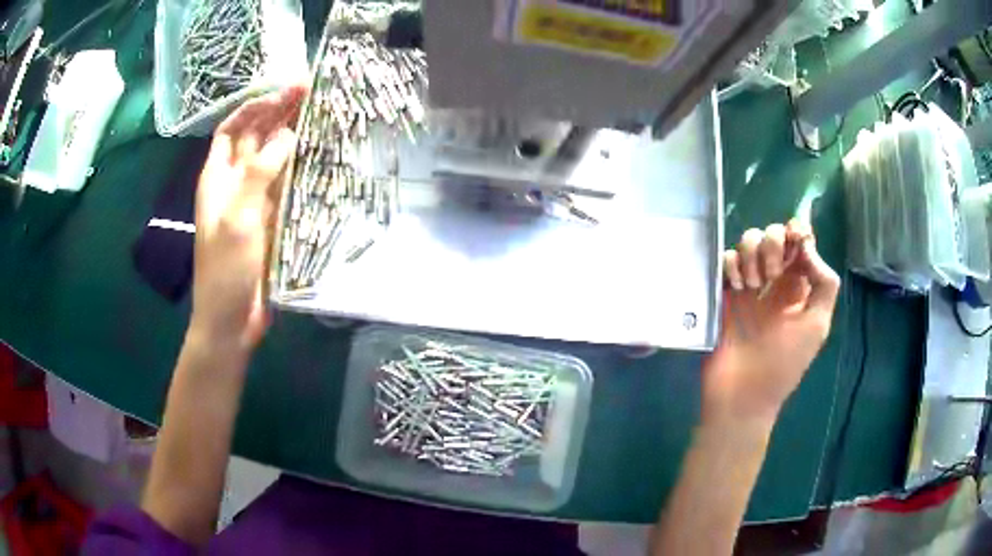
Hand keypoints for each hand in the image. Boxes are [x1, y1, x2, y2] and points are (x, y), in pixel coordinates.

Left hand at [190, 85, 305, 352]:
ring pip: (274, 158)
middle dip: (279, 112)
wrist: (231, 319)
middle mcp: (235, 183)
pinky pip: (287, 184)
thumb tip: (287, 133)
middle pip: (256, 138)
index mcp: (217, 178)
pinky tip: (319, 155)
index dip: (255, 107)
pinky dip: (301, 166)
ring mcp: (255, 201)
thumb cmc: (225, 270)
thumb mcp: (237, 218)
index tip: (284, 91)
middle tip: (311, 91)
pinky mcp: (272, 219)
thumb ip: (259, 173)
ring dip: (293, 135)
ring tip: (320, 113)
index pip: (233, 129)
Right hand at [703, 220, 840, 426]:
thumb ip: (823, 283)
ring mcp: (748, 286)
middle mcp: (775, 280)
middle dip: (773, 243)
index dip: (797, 231)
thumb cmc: (784, 364)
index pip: (799, 242)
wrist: (742, 394)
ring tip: (753, 286)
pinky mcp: (723, 293)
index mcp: (799, 286)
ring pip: (748, 242)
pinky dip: (731, 265)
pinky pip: (725, 260)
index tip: (794, 236)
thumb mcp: (816, 326)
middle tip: (771, 273)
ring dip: (752, 254)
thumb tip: (806, 245)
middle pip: (773, 235)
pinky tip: (737, 287)